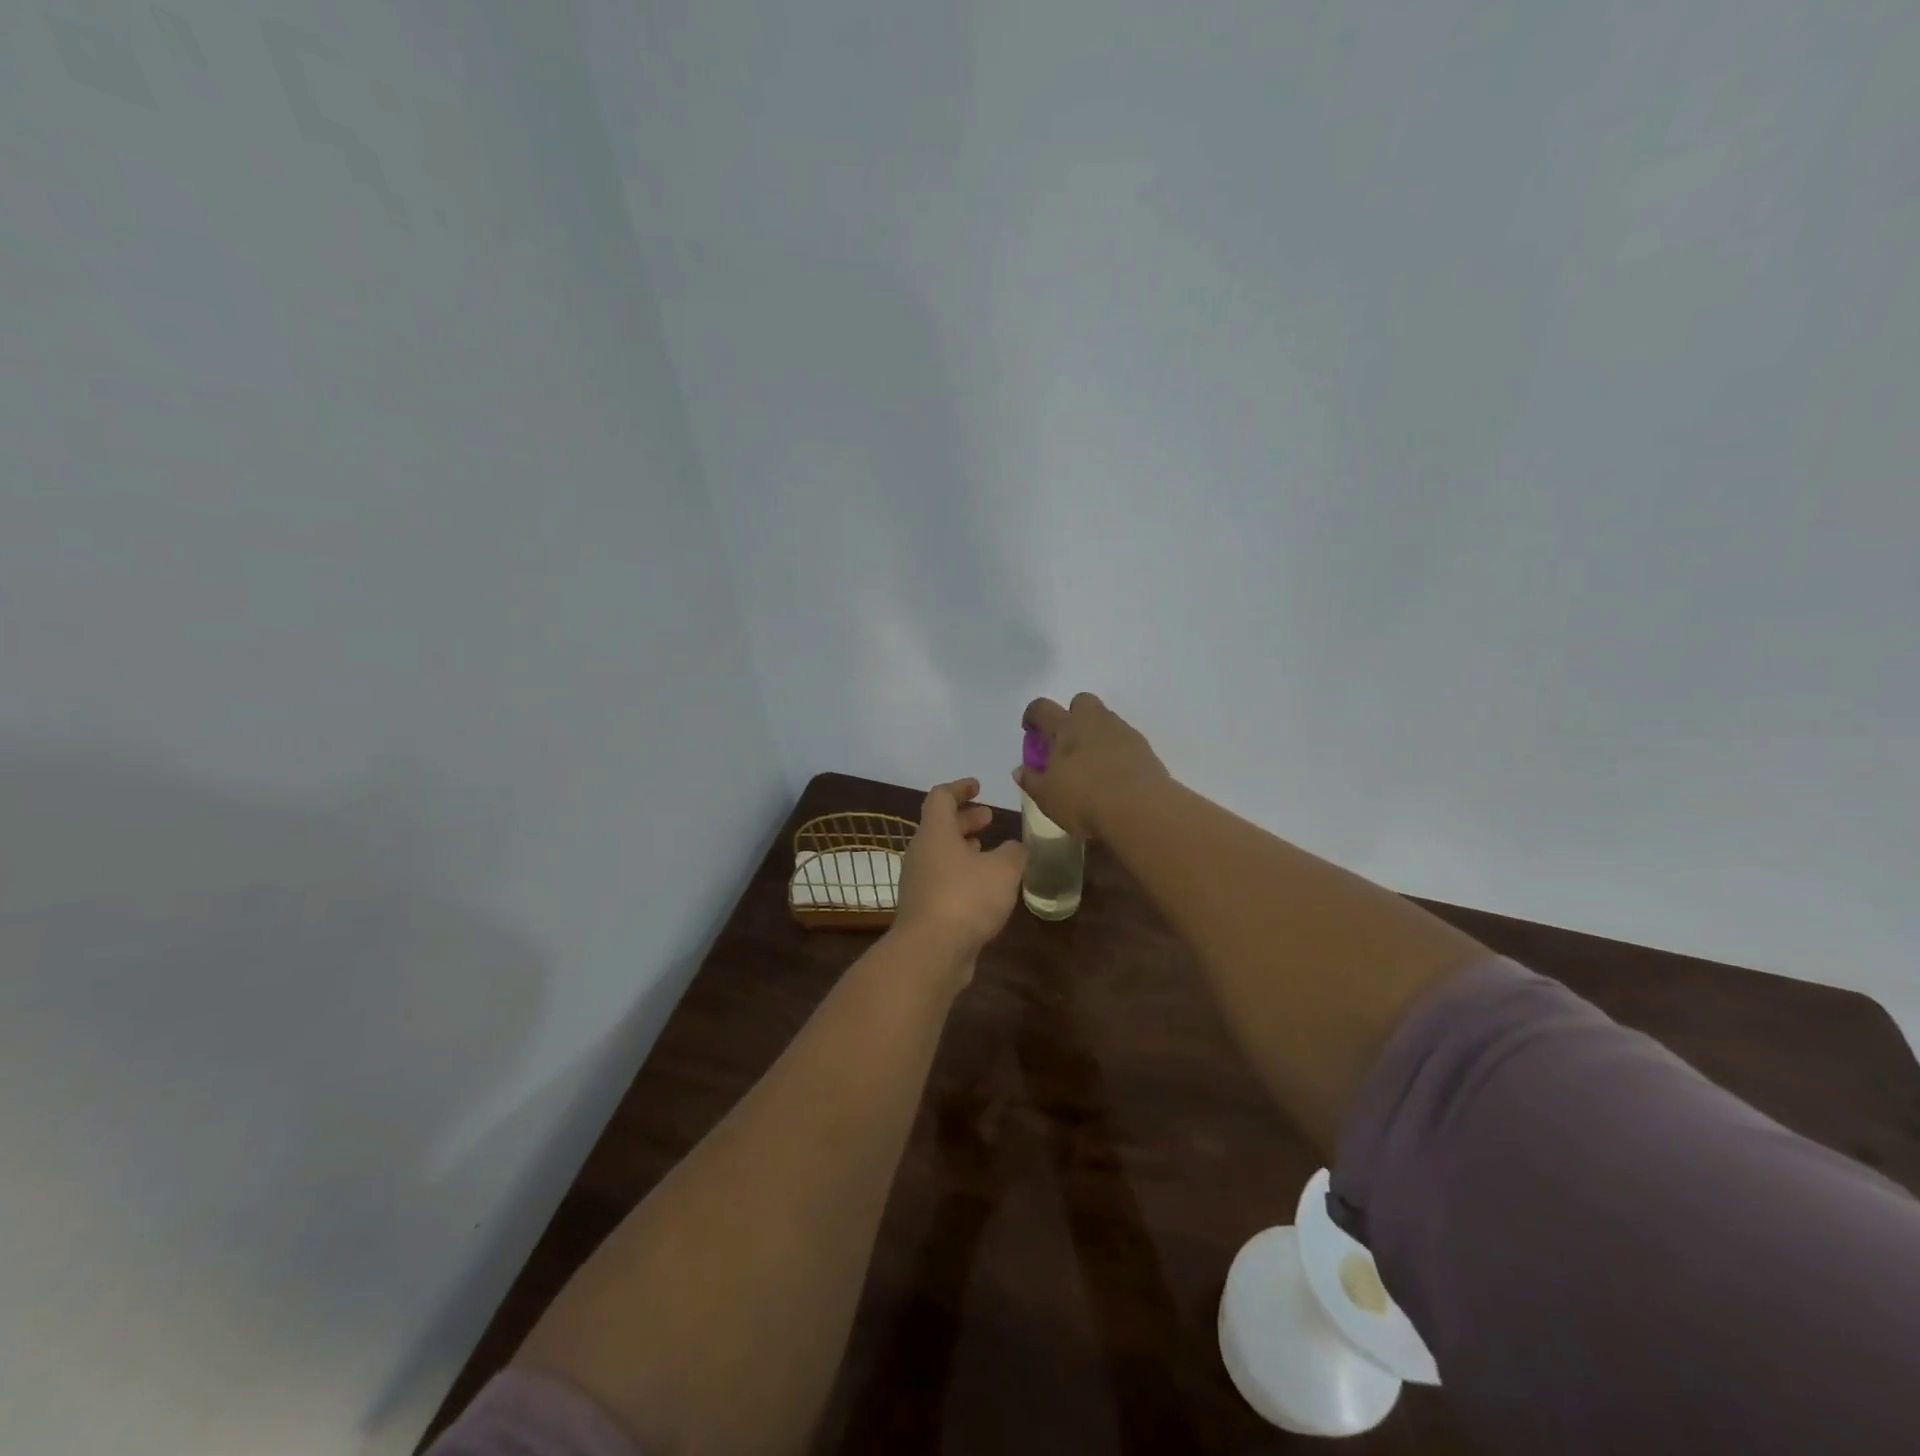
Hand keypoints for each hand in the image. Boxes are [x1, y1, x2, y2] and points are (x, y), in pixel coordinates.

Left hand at [893, 778, 1027, 970]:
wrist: (931, 952)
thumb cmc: (966, 898)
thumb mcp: (1003, 870)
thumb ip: (1014, 853)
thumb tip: (1016, 848)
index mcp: (935, 833)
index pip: (941, 797)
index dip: (960, 788)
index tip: (978, 786)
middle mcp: (921, 853)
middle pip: (940, 826)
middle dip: (965, 819)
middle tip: (989, 817)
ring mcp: (918, 882)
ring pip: (941, 854)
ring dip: (964, 848)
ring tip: (989, 851)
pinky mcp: (923, 909)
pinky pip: (942, 880)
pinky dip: (961, 874)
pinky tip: (983, 888)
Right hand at [1015, 693, 1169, 837]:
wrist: (1140, 810)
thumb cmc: (1084, 800)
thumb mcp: (1047, 797)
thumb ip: (1031, 781)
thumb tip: (1020, 770)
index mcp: (1066, 727)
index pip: (1042, 708)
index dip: (1033, 715)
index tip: (1030, 729)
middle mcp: (1094, 721)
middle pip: (1081, 701)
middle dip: (1072, 715)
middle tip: (1067, 742)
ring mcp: (1122, 731)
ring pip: (1105, 719)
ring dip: (1096, 733)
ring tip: (1091, 763)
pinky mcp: (1144, 747)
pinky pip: (1124, 739)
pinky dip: (1116, 750)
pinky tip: (1114, 774)